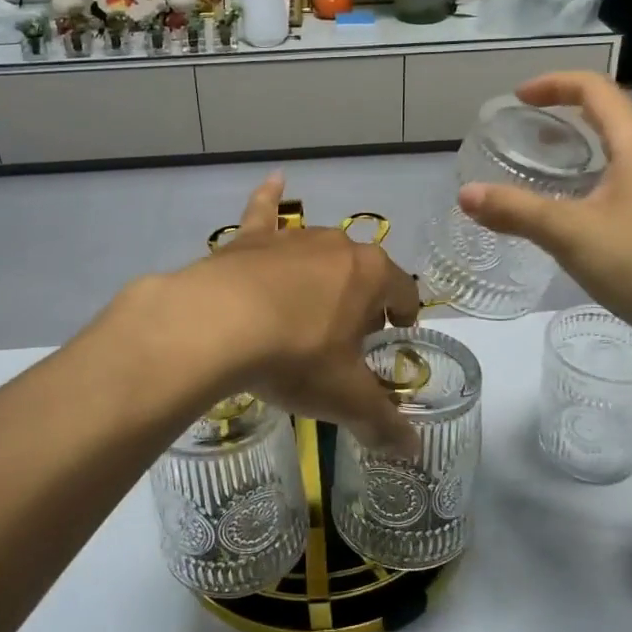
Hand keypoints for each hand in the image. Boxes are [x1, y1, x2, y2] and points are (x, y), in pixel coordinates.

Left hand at [164, 174, 423, 449]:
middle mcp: (337, 246)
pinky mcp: (249, 241)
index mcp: (370, 275)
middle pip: (362, 271)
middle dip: (362, 299)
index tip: (398, 333)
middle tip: (349, 336)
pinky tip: (275, 178)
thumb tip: (414, 453)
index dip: (404, 313)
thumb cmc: (295, 356)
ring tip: (314, 304)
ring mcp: (291, 239)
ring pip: (319, 250)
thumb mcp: (344, 397)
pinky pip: (264, 211)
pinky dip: (269, 196)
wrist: (217, 326)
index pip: (403, 290)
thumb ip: (383, 422)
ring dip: (324, 273)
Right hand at [458, 73, 631, 344]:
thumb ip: (515, 211)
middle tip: (528, 131)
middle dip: (568, 113)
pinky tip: (580, 211)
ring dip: (585, 146)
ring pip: (624, 148)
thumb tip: (466, 194)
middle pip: (612, 113)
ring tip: (548, 167)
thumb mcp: (569, 234)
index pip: (595, 89)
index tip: (519, 98)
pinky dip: (600, 176)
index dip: (554, 84)